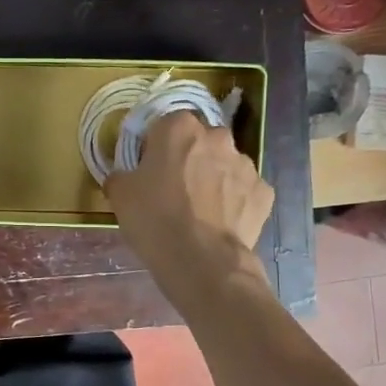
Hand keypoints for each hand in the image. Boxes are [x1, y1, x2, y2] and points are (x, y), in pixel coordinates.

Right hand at [106, 111, 274, 296]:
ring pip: (224, 165)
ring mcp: (245, 164)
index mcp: (179, 128)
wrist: (202, 260)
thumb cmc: (155, 219)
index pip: (165, 124)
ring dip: (213, 178)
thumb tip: (125, 176)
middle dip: (189, 158)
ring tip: (199, 211)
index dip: (156, 146)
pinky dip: (233, 201)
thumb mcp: (120, 194)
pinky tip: (219, 223)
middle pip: (200, 141)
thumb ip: (122, 175)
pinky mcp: (264, 192)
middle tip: (174, 188)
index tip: (149, 168)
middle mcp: (217, 137)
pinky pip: (243, 190)